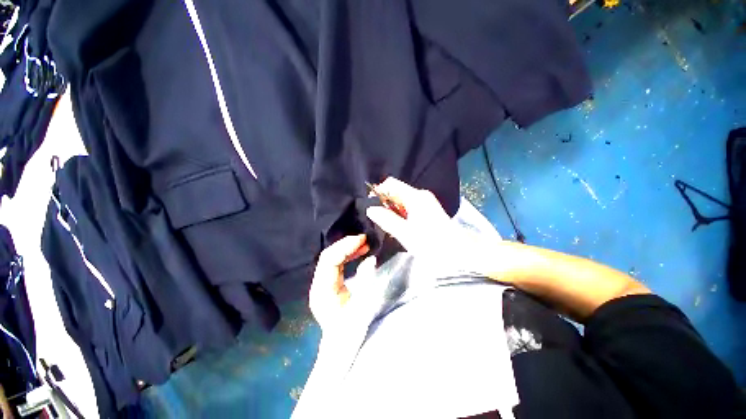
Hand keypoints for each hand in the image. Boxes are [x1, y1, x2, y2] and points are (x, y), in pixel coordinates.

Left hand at [309, 234, 377, 332]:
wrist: (339, 349)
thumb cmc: (351, 331)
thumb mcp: (362, 306)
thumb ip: (365, 280)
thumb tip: (370, 259)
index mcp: (323, 290)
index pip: (330, 259)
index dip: (345, 246)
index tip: (362, 239)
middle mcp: (318, 284)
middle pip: (328, 256)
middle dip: (346, 244)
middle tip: (364, 239)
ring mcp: (321, 284)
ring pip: (331, 258)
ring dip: (347, 249)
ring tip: (363, 244)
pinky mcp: (327, 284)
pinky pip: (335, 264)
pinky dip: (347, 256)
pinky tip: (358, 253)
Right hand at [366, 177, 499, 274]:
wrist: (459, 254)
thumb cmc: (432, 244)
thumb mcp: (406, 233)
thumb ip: (387, 220)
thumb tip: (370, 209)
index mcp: (415, 197)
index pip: (391, 184)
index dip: (378, 192)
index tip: (370, 206)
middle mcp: (420, 195)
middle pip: (396, 192)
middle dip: (384, 203)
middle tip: (378, 219)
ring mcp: (424, 203)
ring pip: (401, 200)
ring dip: (391, 210)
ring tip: (387, 225)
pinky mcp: (427, 211)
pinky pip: (407, 207)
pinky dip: (400, 214)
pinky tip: (398, 227)